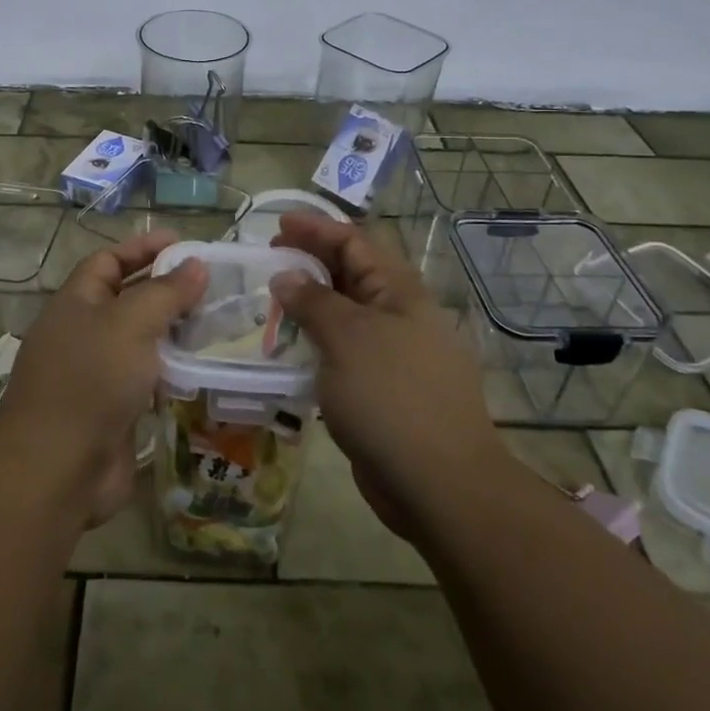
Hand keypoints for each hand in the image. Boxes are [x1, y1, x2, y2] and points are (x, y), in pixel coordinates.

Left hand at [0, 229, 206, 527]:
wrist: (58, 470)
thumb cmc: (90, 381)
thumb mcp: (130, 323)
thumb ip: (165, 292)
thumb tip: (195, 265)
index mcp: (75, 304)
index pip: (108, 261)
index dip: (143, 248)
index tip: (184, 245)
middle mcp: (83, 334)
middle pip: (127, 299)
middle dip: (166, 289)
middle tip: (213, 285)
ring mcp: (97, 375)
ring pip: (140, 341)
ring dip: (174, 331)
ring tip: (218, 322)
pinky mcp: (114, 411)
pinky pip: (147, 379)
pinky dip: (173, 370)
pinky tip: (205, 367)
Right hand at [271, 212, 506, 541]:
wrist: (440, 485)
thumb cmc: (393, 398)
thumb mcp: (347, 338)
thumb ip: (314, 302)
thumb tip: (286, 277)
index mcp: (399, 292)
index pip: (355, 242)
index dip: (316, 229)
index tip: (277, 225)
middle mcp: (399, 316)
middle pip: (351, 275)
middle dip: (310, 263)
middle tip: (269, 262)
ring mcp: (394, 355)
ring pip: (345, 316)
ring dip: (310, 306)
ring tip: (272, 305)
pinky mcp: (383, 391)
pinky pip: (344, 353)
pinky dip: (316, 345)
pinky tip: (290, 353)